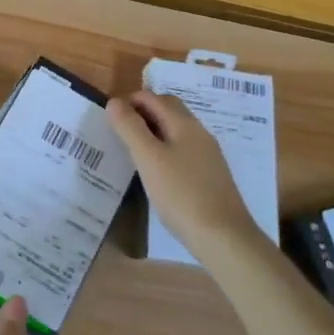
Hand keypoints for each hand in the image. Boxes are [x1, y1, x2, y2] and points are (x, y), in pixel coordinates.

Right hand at [108, 91, 260, 257]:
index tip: (110, 120)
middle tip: (120, 131)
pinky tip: (157, 171)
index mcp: (184, 123)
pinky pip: (183, 149)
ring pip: (176, 130)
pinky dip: (165, 149)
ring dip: (153, 131)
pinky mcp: (210, 175)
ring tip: (133, 151)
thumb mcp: (148, 159)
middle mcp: (199, 132)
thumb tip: (114, 102)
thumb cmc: (181, 194)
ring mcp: (208, 154)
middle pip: (168, 109)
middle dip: (142, 113)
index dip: (129, 102)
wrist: (224, 237)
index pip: (153, 98)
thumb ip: (130, 127)